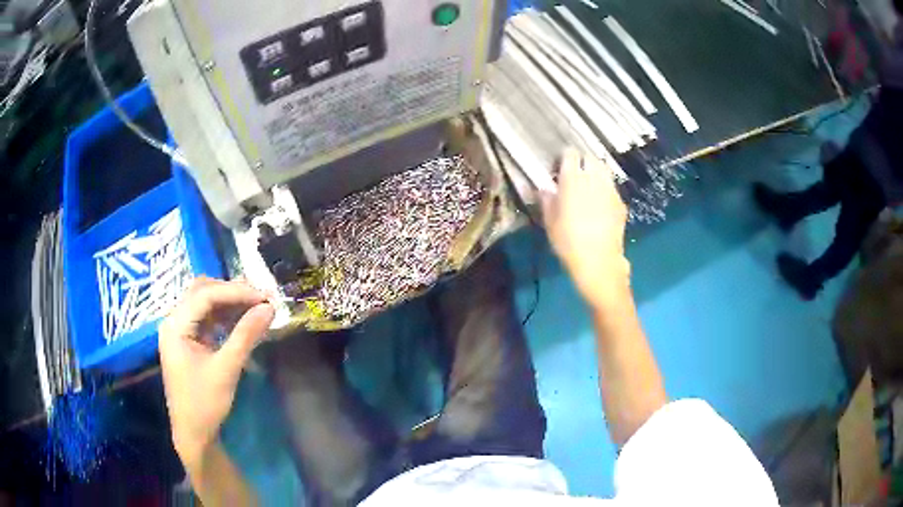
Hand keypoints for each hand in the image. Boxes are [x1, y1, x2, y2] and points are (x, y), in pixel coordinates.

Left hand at [159, 278, 274, 463]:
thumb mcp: (226, 369)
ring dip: (229, 301)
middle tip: (261, 297)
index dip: (236, 291)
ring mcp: (180, 330)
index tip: (264, 296)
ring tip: (256, 305)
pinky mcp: (188, 341)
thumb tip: (270, 307)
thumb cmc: (204, 404)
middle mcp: (174, 321)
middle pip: (202, 291)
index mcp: (175, 326)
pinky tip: (242, 320)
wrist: (193, 434)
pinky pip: (207, 318)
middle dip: (232, 291)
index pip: (205, 295)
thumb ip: (246, 335)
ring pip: (204, 302)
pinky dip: (225, 315)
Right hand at [542, 149, 630, 307]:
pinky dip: (604, 188)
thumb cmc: (568, 243)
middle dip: (582, 161)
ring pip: (604, 170)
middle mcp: (593, 179)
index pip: (570, 154)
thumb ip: (547, 200)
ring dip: (595, 172)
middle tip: (574, 174)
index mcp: (573, 180)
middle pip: (590, 158)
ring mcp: (610, 190)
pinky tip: (599, 203)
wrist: (599, 262)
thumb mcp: (549, 222)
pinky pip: (611, 187)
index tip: (559, 166)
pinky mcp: (620, 203)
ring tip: (588, 185)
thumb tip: (545, 188)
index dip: (564, 157)